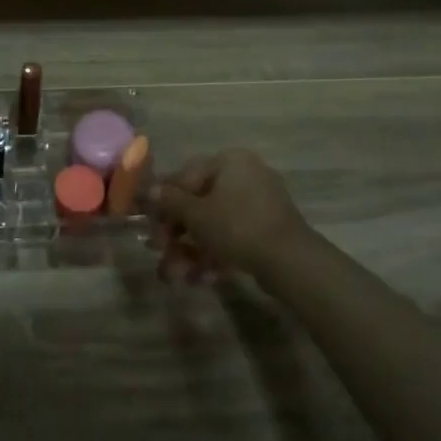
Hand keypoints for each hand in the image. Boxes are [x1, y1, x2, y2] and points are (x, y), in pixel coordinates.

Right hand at [153, 150, 309, 278]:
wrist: (292, 262)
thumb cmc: (237, 226)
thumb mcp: (196, 213)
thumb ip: (170, 200)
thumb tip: (149, 190)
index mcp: (229, 162)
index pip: (185, 177)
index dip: (164, 202)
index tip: (150, 225)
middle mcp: (245, 175)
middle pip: (199, 203)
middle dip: (177, 232)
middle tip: (160, 252)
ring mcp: (260, 204)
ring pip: (215, 223)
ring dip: (192, 248)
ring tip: (177, 275)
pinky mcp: (268, 230)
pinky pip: (233, 236)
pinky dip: (215, 254)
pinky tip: (202, 278)